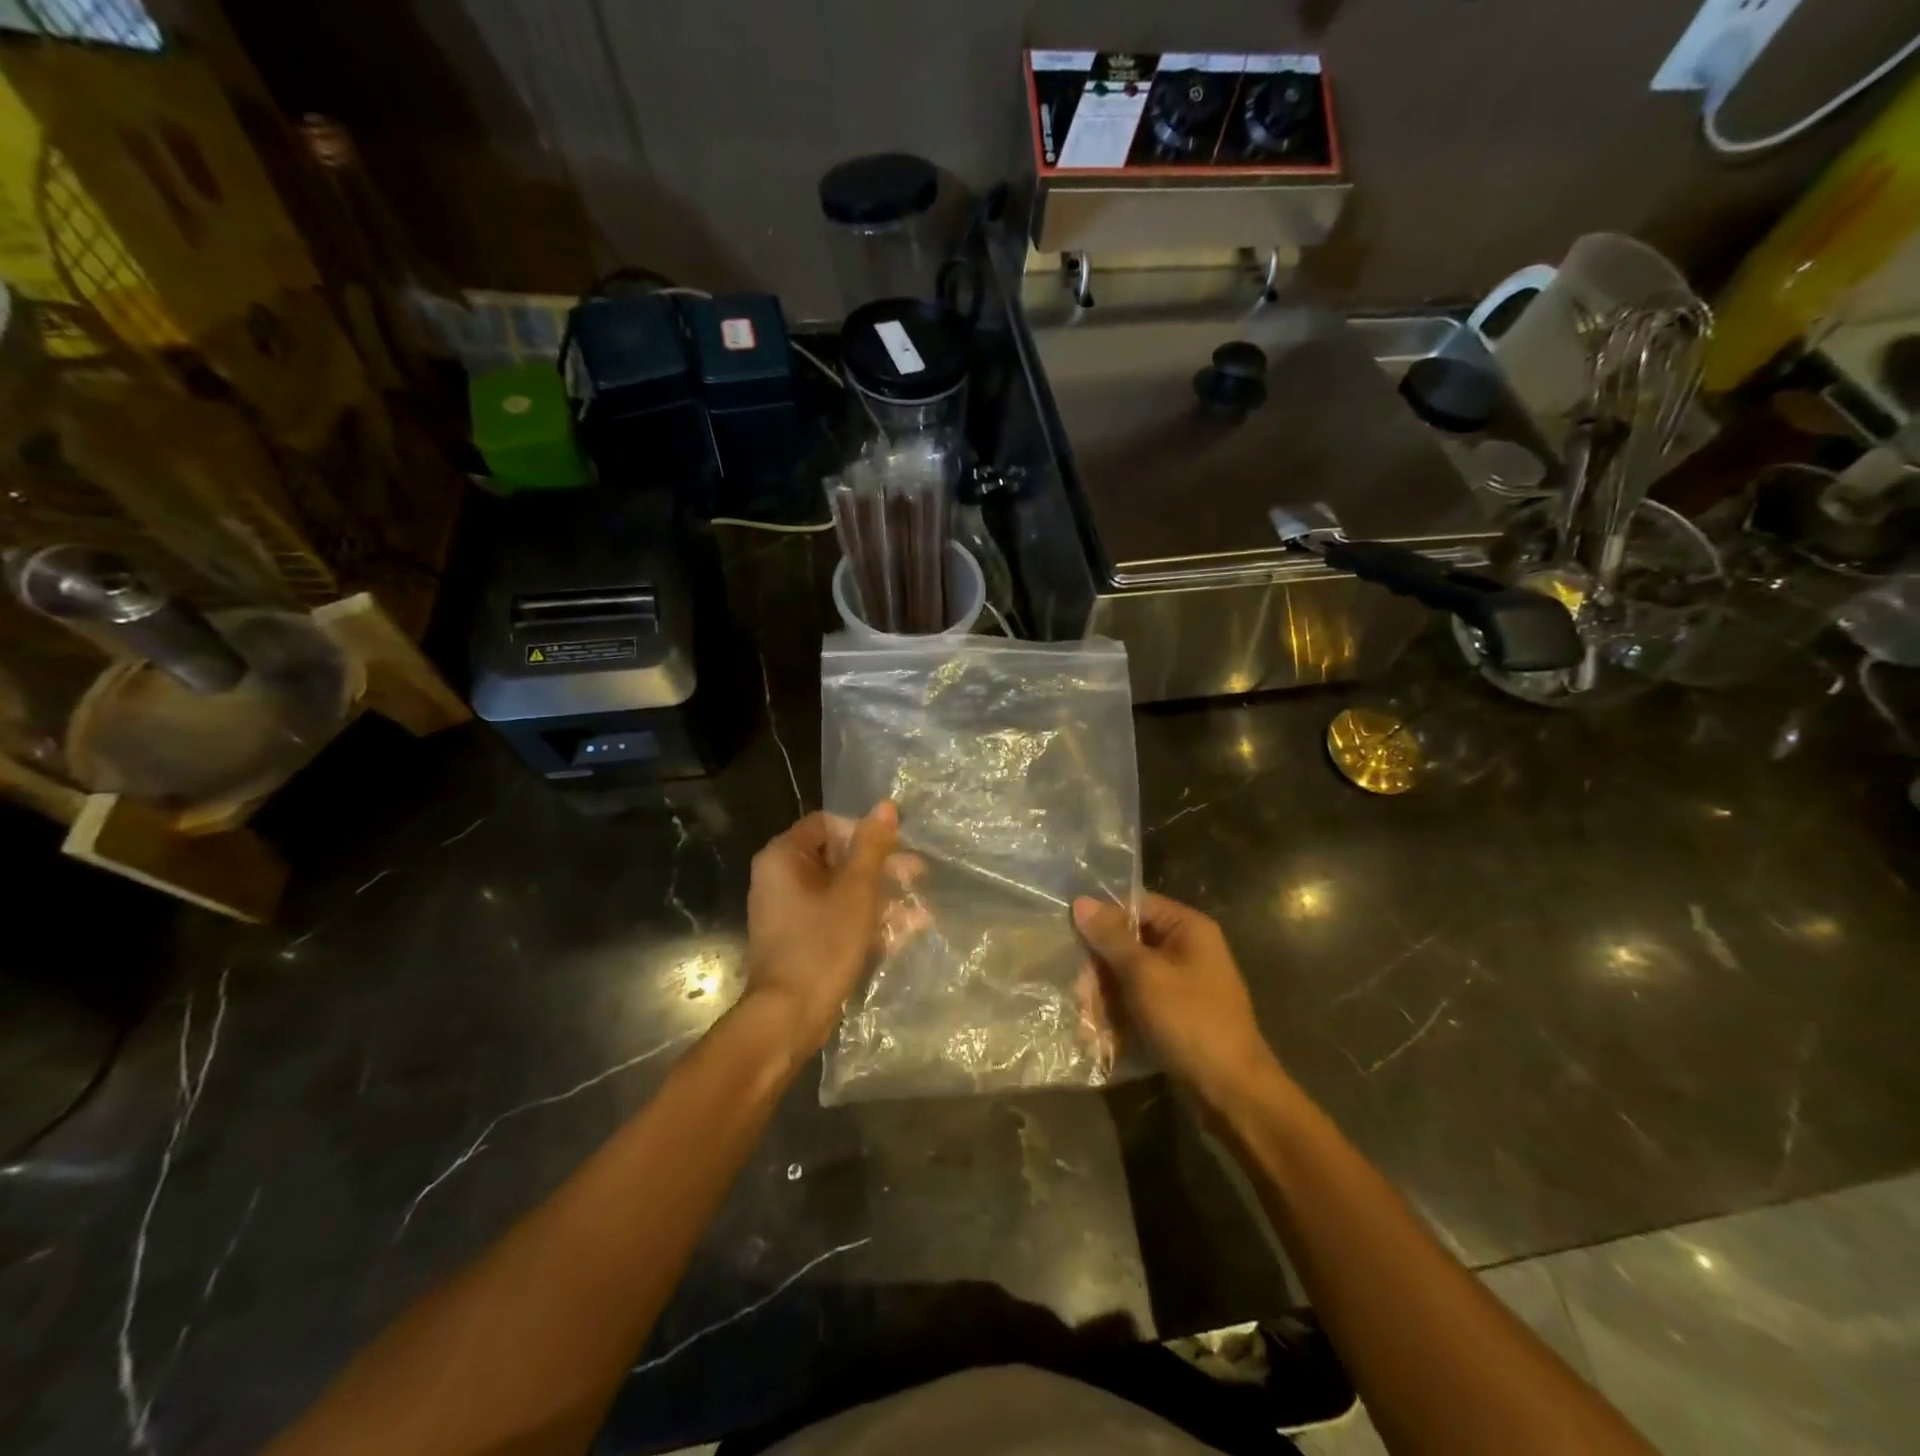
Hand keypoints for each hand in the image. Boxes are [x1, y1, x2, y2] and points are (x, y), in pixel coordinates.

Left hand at [744, 803, 898, 1054]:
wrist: (789, 1017)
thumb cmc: (822, 944)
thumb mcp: (856, 891)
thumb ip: (872, 846)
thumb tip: (885, 805)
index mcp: (784, 857)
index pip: (827, 824)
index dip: (864, 833)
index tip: (895, 850)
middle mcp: (779, 877)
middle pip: (837, 858)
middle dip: (881, 869)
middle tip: (918, 877)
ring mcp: (788, 911)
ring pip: (841, 890)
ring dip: (881, 898)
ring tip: (920, 913)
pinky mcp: (799, 939)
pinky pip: (835, 917)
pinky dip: (865, 921)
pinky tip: (902, 934)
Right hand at [1073, 892, 1280, 1108]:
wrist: (1233, 1092)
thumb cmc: (1189, 1021)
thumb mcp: (1144, 975)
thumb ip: (1111, 938)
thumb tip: (1082, 901)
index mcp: (1188, 928)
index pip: (1136, 905)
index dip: (1103, 919)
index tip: (1074, 940)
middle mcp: (1188, 949)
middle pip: (1130, 943)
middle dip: (1101, 970)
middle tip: (1081, 996)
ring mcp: (1185, 984)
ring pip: (1131, 976)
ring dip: (1106, 998)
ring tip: (1089, 1025)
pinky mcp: (1180, 1014)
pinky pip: (1142, 1002)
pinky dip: (1122, 1016)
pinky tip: (1103, 1039)